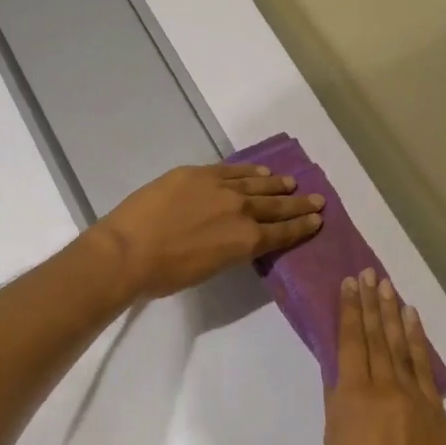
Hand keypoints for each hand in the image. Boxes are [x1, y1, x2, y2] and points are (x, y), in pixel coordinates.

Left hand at [96, 163, 324, 299]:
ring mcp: (220, 188)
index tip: (317, 219)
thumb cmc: (165, 274)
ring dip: (277, 185)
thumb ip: (228, 251)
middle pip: (276, 206)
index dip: (301, 227)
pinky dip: (249, 170)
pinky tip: (261, 171)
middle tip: (317, 199)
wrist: (128, 250)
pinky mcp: (197, 173)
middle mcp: (241, 211)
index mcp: (245, 241)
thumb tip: (235, 240)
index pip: (281, 232)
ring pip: (257, 184)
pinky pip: (232, 170)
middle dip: (298, 204)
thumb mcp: (208, 269)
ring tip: (291, 183)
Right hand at [325, 270, 445, 444]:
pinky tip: (412, 320)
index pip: (351, 340)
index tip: (349, 284)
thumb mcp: (333, 439)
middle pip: (377, 335)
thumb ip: (337, 399)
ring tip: (388, 287)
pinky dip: (418, 340)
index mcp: (353, 394)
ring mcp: (414, 395)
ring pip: (401, 344)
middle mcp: (385, 386)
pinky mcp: (435, 408)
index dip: (350, 310)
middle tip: (369, 274)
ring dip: (393, 313)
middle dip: (371, 302)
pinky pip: (424, 366)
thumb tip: (340, 367)